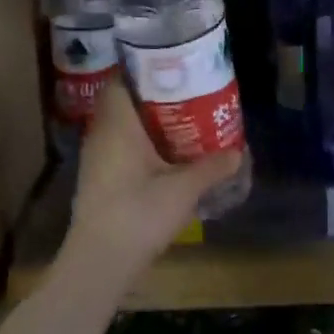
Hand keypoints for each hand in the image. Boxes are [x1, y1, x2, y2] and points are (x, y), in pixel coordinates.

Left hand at [63, 84, 243, 279]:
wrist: (100, 262)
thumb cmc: (139, 214)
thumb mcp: (183, 189)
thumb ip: (211, 167)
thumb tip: (238, 151)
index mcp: (117, 124)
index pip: (122, 80)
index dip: (145, 71)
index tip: (174, 70)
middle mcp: (101, 134)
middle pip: (124, 103)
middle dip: (154, 97)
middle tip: (188, 95)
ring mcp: (96, 158)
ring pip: (122, 127)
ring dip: (148, 123)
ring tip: (184, 122)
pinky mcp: (98, 180)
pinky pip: (120, 148)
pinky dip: (141, 145)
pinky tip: (166, 156)